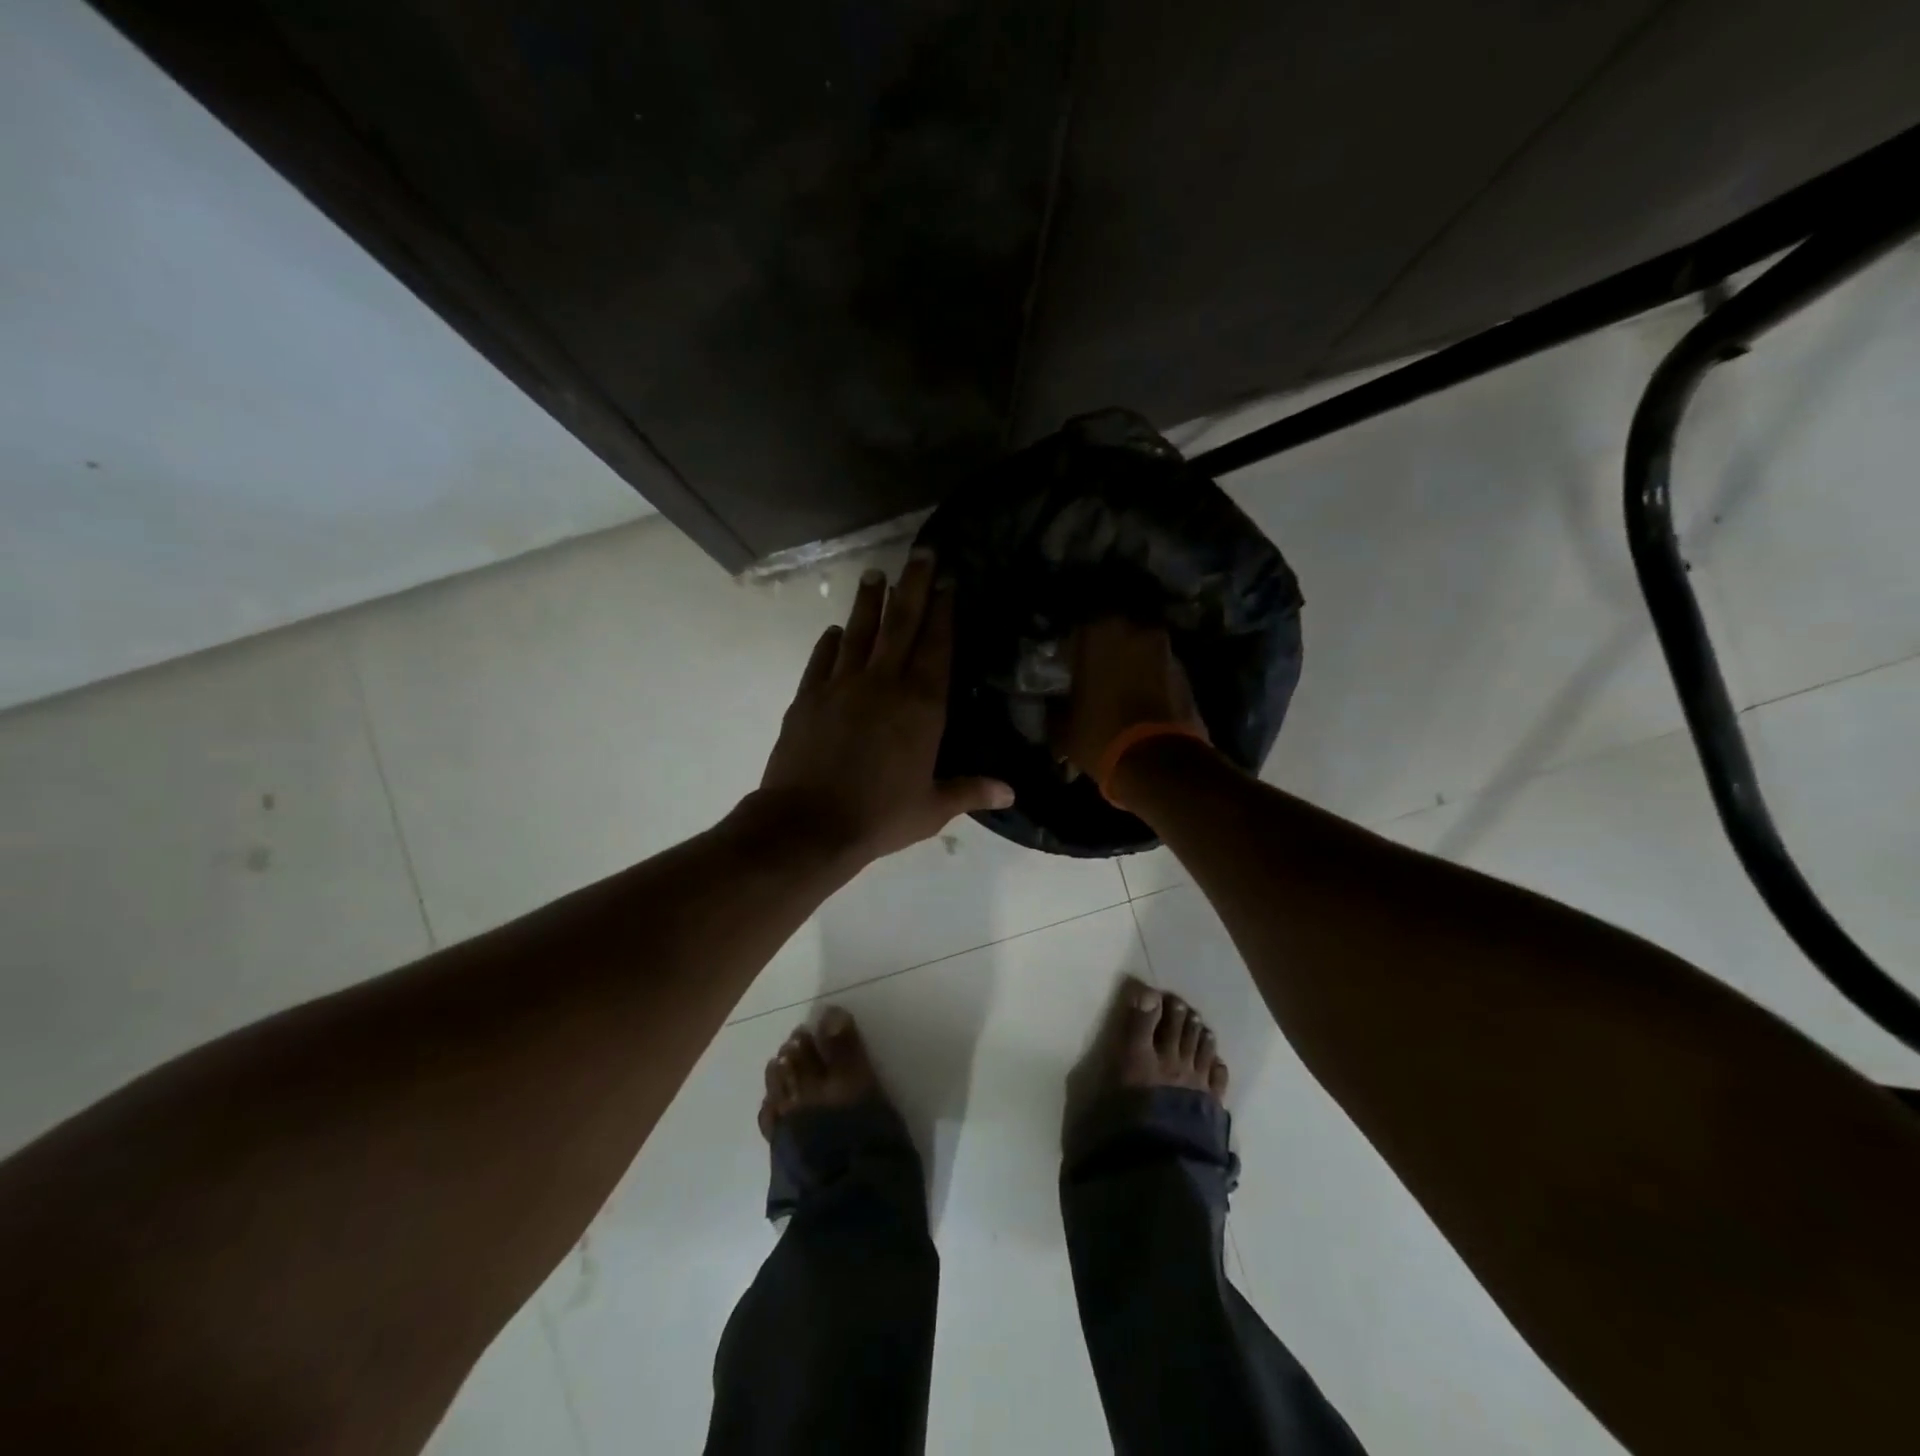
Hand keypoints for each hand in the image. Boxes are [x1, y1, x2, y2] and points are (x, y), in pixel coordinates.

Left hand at [757, 550, 1013, 866]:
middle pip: (902, 624)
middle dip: (914, 586)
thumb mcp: (932, 809)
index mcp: (921, 706)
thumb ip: (970, 791)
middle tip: (922, 554)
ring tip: (876, 574)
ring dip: (870, 602)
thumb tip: (1010, 793)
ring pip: (860, 632)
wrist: (809, 825)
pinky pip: (822, 659)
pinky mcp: (808, 696)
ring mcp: (842, 685)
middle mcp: (884, 684)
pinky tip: (835, 630)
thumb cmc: (879, 816)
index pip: (937, 648)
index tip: (949, 583)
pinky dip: (831, 642)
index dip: (945, 613)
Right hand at [1056, 617, 1207, 775]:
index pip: (1073, 637)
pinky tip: (1139, 705)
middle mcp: (1133, 631)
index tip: (1063, 676)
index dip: (1066, 658)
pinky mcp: (1185, 672)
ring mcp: (1164, 649)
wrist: (1159, 760)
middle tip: (1091, 682)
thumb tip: (1058, 707)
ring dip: (1128, 668)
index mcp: (1096, 634)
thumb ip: (1057, 708)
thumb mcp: (1063, 729)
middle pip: (1111, 638)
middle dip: (1101, 657)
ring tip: (1117, 696)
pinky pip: (1157, 670)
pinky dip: (1148, 681)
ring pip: (1137, 652)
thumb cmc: (1100, 736)